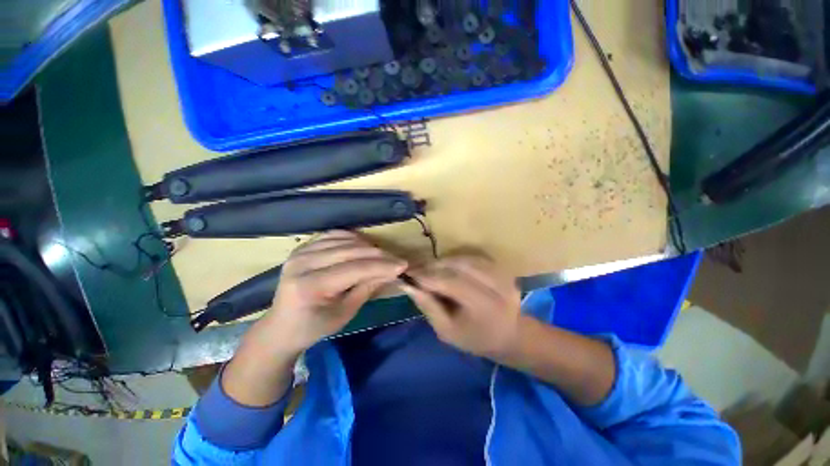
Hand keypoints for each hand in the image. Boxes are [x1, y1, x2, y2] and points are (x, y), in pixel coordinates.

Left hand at [264, 230, 407, 351]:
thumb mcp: (345, 313)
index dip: (382, 266)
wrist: (282, 326)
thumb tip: (391, 271)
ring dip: (367, 246)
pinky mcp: (303, 247)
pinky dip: (352, 238)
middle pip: (350, 251)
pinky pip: (334, 235)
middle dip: (378, 255)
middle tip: (396, 260)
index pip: (354, 269)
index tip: (403, 265)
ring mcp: (300, 252)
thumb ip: (367, 288)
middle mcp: (302, 263)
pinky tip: (363, 246)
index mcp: (310, 286)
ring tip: (382, 256)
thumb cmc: (314, 326)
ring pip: (344, 239)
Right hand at [401, 255, 522, 361]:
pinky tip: (448, 265)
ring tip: (430, 267)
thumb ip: (428, 307)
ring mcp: (504, 275)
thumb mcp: (446, 331)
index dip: (428, 276)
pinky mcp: (504, 268)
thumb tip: (408, 285)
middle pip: (459, 267)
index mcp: (485, 308)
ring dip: (445, 261)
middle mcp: (498, 288)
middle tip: (417, 268)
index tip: (409, 273)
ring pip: (466, 259)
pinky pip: (475, 257)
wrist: (509, 335)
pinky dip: (458, 259)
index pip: (452, 283)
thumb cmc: (474, 338)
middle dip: (435, 266)